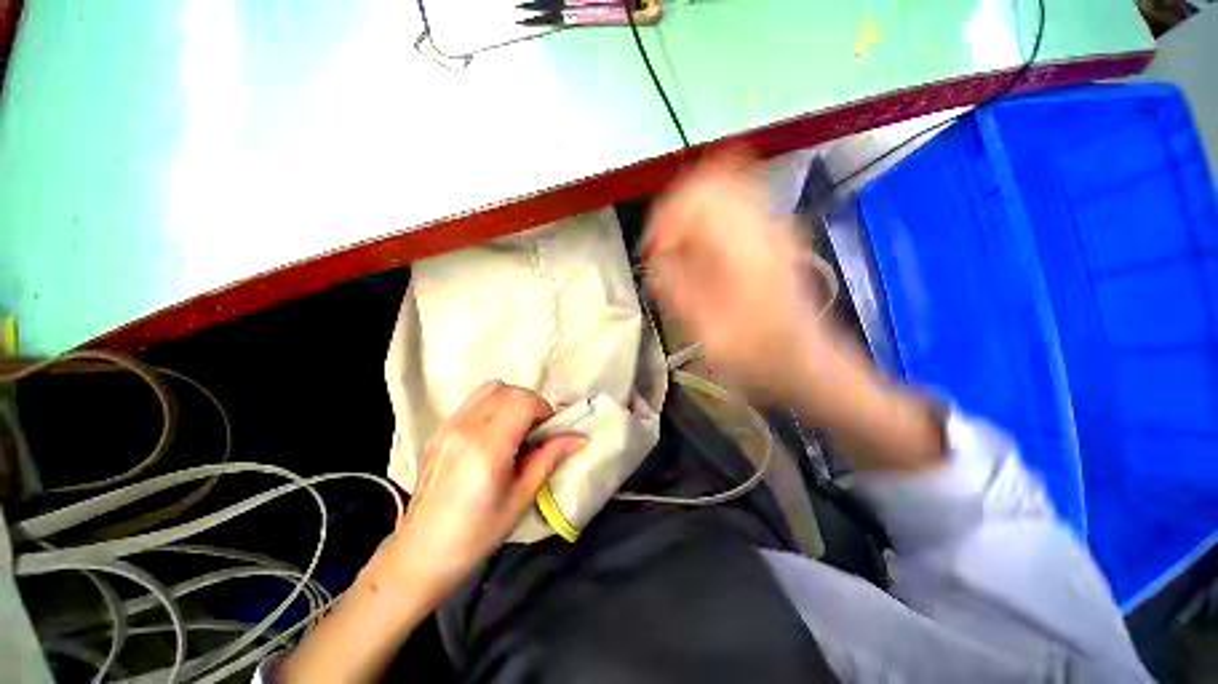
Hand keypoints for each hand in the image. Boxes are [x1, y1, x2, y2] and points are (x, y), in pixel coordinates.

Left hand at [388, 380, 584, 596]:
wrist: (421, 553)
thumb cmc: (476, 533)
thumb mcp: (521, 497)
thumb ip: (549, 458)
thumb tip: (579, 437)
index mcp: (486, 446)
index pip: (523, 401)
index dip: (544, 409)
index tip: (550, 431)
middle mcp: (465, 427)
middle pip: (508, 390)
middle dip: (531, 403)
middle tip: (537, 431)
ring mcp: (448, 425)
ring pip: (490, 389)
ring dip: (512, 400)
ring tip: (517, 429)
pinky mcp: (440, 430)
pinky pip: (474, 401)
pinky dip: (494, 406)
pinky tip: (495, 435)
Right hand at [647, 152, 944, 470]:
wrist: (806, 363)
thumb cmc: (758, 357)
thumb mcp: (709, 334)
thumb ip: (678, 292)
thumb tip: (655, 260)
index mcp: (749, 252)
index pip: (702, 197)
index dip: (669, 217)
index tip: (655, 251)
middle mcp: (765, 228)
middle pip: (714, 181)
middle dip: (678, 210)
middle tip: (663, 247)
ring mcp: (774, 227)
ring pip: (725, 188)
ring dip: (693, 214)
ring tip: (678, 248)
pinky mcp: (774, 234)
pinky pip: (737, 205)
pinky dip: (709, 219)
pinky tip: (700, 248)